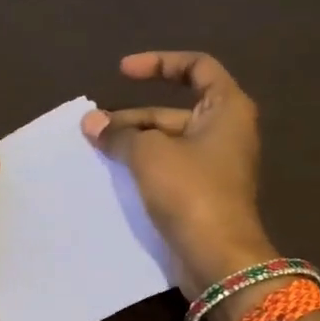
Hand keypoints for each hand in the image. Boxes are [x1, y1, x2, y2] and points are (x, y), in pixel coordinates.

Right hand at [81, 52, 273, 295]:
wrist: (218, 257)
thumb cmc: (190, 191)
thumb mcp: (150, 153)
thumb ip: (120, 133)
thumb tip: (92, 123)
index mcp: (227, 109)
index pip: (197, 67)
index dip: (158, 63)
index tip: (122, 73)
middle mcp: (225, 132)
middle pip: (173, 110)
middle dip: (132, 116)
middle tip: (93, 128)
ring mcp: (214, 166)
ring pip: (167, 142)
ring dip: (133, 143)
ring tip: (95, 150)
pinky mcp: (201, 194)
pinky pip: (168, 169)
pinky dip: (142, 167)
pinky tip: (113, 173)